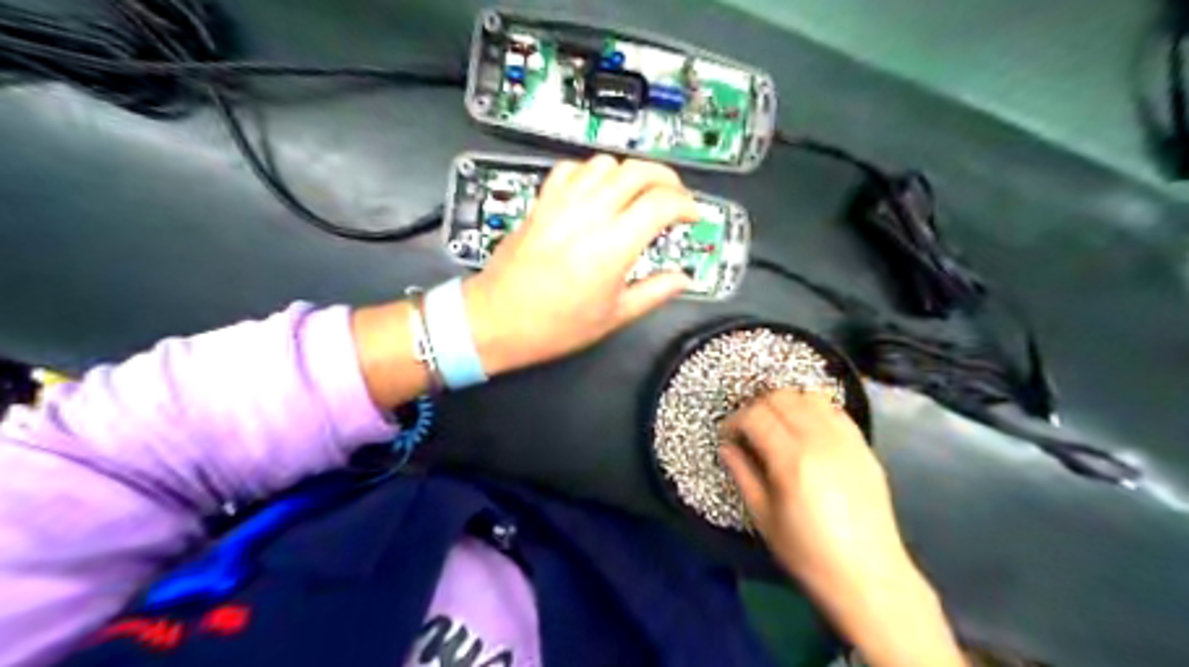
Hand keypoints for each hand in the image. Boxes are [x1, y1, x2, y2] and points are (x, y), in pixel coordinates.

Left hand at [458, 154, 697, 375]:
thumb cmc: (554, 326)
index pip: (661, 203)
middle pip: (638, 171)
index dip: (686, 205)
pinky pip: (571, 169)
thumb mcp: (613, 317)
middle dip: (666, 179)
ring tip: (638, 195)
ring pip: (605, 164)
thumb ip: (654, 293)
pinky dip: (591, 173)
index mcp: (612, 247)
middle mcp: (589, 216)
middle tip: (675, 198)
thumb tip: (681, 280)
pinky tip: (597, 192)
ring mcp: (561, 204)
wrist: (496, 320)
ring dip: (630, 173)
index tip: (693, 216)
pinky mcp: (541, 203)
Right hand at [724, 390, 963, 666]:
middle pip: (781, 397)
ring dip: (786, 404)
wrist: (868, 575)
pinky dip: (813, 410)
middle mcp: (820, 440)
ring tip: (777, 426)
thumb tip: (726, 446)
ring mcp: (846, 440)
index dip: (734, 420)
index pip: (755, 415)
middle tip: (748, 430)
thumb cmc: (808, 553)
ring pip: (808, 396)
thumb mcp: (763, 517)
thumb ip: (742, 473)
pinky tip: (806, 430)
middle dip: (756, 407)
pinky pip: (834, 410)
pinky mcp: (864, 446)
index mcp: (791, 459)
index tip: (727, 436)